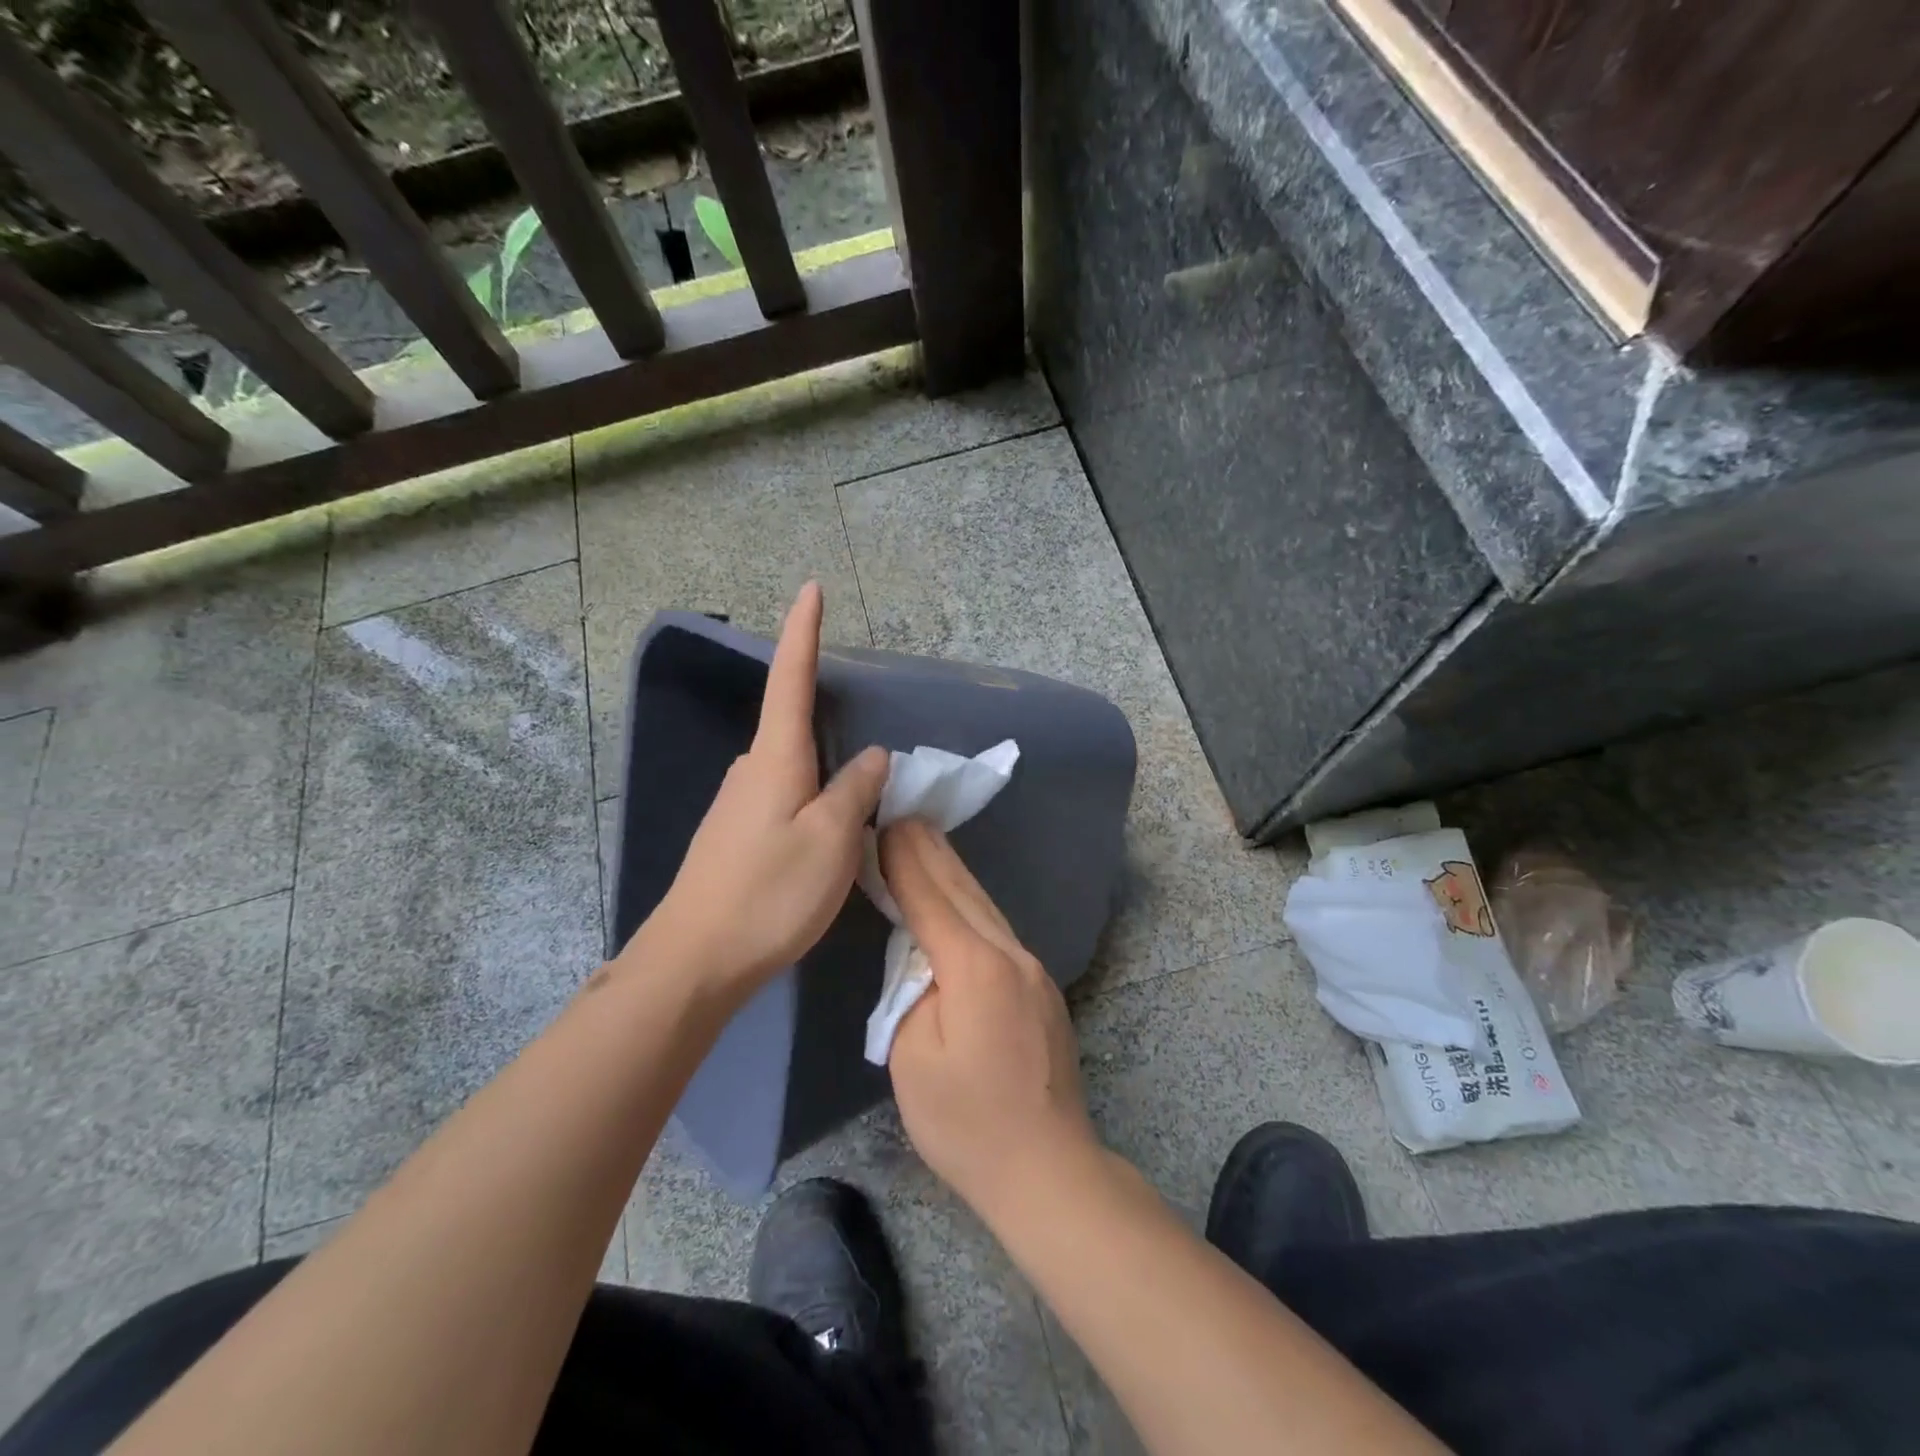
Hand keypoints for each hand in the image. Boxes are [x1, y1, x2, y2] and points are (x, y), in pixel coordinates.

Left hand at [642, 583, 888, 999]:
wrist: (694, 962)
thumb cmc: (770, 893)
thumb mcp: (832, 840)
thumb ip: (856, 790)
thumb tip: (872, 757)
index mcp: (776, 759)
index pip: (791, 679)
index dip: (802, 632)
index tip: (810, 589)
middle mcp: (751, 770)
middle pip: (795, 730)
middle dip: (830, 732)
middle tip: (869, 775)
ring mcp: (737, 805)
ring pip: (793, 773)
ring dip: (824, 782)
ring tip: (852, 825)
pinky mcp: (733, 837)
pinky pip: (781, 802)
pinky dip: (809, 808)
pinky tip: (819, 848)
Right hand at [882, 819, 1099, 1217]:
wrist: (1046, 1167)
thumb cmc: (967, 1123)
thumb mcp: (913, 1058)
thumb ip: (912, 992)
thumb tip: (922, 960)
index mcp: (974, 967)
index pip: (930, 897)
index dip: (903, 861)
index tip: (884, 825)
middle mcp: (1010, 954)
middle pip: (963, 890)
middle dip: (930, 851)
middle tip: (904, 817)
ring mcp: (1033, 969)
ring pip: (985, 907)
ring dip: (952, 872)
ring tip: (927, 842)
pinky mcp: (1042, 988)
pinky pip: (998, 931)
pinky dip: (971, 905)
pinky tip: (959, 898)